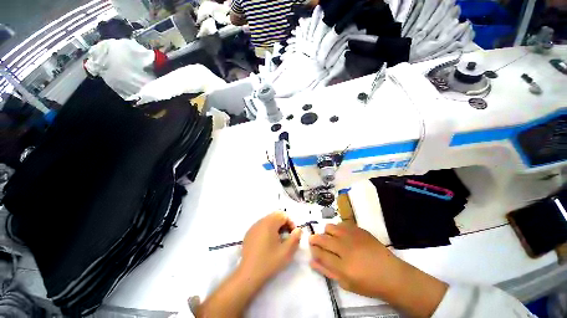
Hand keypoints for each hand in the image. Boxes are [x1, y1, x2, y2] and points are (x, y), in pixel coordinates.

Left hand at [197, 212, 300, 317]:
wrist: (248, 274)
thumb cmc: (269, 262)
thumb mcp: (287, 251)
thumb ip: (295, 238)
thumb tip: (298, 229)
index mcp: (269, 223)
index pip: (283, 215)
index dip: (291, 223)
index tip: (293, 235)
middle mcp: (261, 221)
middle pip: (276, 216)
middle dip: (284, 224)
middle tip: (287, 237)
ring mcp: (253, 226)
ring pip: (269, 220)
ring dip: (276, 227)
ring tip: (278, 240)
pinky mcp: (249, 233)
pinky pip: (261, 226)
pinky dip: (268, 230)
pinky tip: (268, 243)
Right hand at [309, 223, 447, 317]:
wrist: (392, 274)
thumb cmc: (368, 284)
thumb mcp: (346, 284)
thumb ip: (327, 271)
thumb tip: (311, 261)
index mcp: (343, 266)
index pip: (320, 254)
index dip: (313, 250)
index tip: (311, 248)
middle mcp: (346, 248)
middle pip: (322, 238)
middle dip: (314, 239)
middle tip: (314, 241)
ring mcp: (353, 237)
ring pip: (330, 227)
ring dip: (326, 233)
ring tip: (330, 238)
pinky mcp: (359, 230)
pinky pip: (342, 224)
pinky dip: (338, 229)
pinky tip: (342, 235)